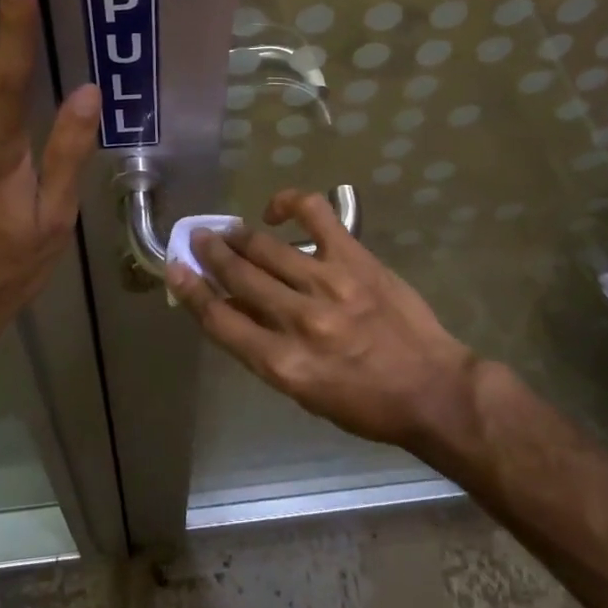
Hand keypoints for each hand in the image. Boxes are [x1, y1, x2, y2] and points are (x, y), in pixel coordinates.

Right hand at [166, 189, 481, 457]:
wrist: (432, 388)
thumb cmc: (366, 404)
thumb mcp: (304, 393)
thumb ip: (266, 350)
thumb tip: (233, 308)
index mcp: (283, 363)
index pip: (221, 320)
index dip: (192, 291)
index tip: (176, 268)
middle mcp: (299, 320)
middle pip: (239, 276)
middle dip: (211, 254)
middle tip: (199, 239)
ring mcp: (328, 283)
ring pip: (267, 248)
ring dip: (240, 236)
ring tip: (229, 230)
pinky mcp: (355, 258)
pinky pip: (316, 215)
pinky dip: (290, 203)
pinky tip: (276, 209)